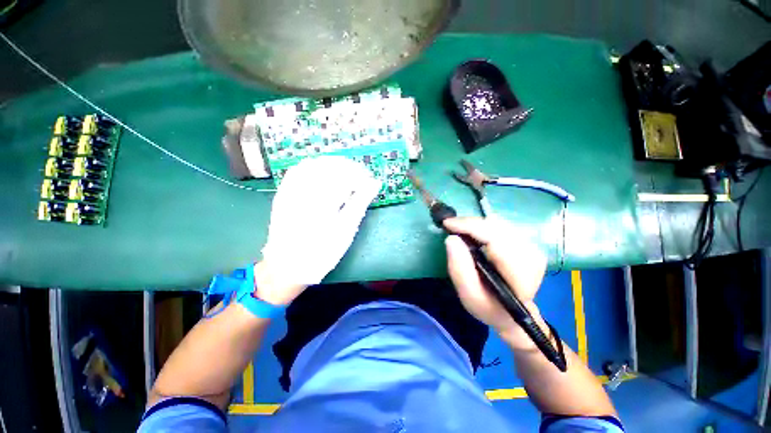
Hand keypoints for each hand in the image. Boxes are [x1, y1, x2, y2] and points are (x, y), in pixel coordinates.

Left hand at [258, 156, 381, 304]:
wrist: (288, 267)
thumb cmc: (322, 252)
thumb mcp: (346, 230)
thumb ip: (360, 203)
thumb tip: (375, 183)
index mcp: (323, 201)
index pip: (345, 176)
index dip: (360, 175)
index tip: (370, 182)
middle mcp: (304, 191)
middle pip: (329, 166)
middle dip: (348, 168)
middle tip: (360, 178)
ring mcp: (290, 190)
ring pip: (313, 164)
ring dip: (332, 165)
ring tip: (344, 175)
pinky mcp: (283, 193)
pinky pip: (297, 170)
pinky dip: (314, 167)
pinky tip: (323, 174)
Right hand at [444, 217, 547, 347]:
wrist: (513, 312)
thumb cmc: (489, 306)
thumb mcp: (469, 295)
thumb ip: (459, 269)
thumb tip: (451, 238)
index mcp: (519, 272)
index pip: (494, 238)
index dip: (469, 227)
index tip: (447, 223)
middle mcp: (530, 255)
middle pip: (495, 227)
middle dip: (469, 223)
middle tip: (449, 226)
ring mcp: (531, 247)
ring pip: (497, 223)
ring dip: (475, 224)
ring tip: (459, 230)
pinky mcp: (527, 243)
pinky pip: (500, 226)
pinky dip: (482, 227)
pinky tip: (473, 233)